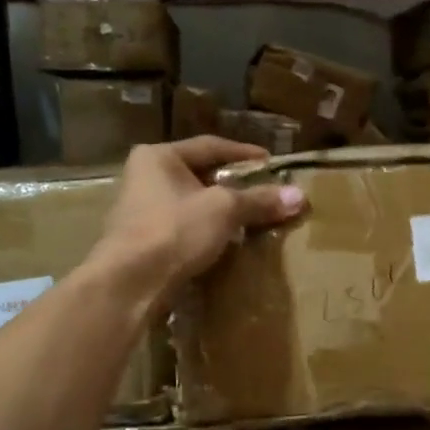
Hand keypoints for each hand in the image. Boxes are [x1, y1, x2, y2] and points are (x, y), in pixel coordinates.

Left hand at [94, 136, 305, 306]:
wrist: (130, 283)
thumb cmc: (175, 230)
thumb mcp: (224, 210)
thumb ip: (259, 201)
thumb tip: (300, 196)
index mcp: (158, 157)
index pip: (210, 146)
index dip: (244, 154)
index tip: (271, 163)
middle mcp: (144, 177)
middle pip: (199, 175)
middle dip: (233, 185)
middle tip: (264, 192)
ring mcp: (139, 211)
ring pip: (191, 204)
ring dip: (219, 212)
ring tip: (250, 219)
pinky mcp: (142, 242)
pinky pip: (183, 229)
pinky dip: (205, 232)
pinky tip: (225, 243)